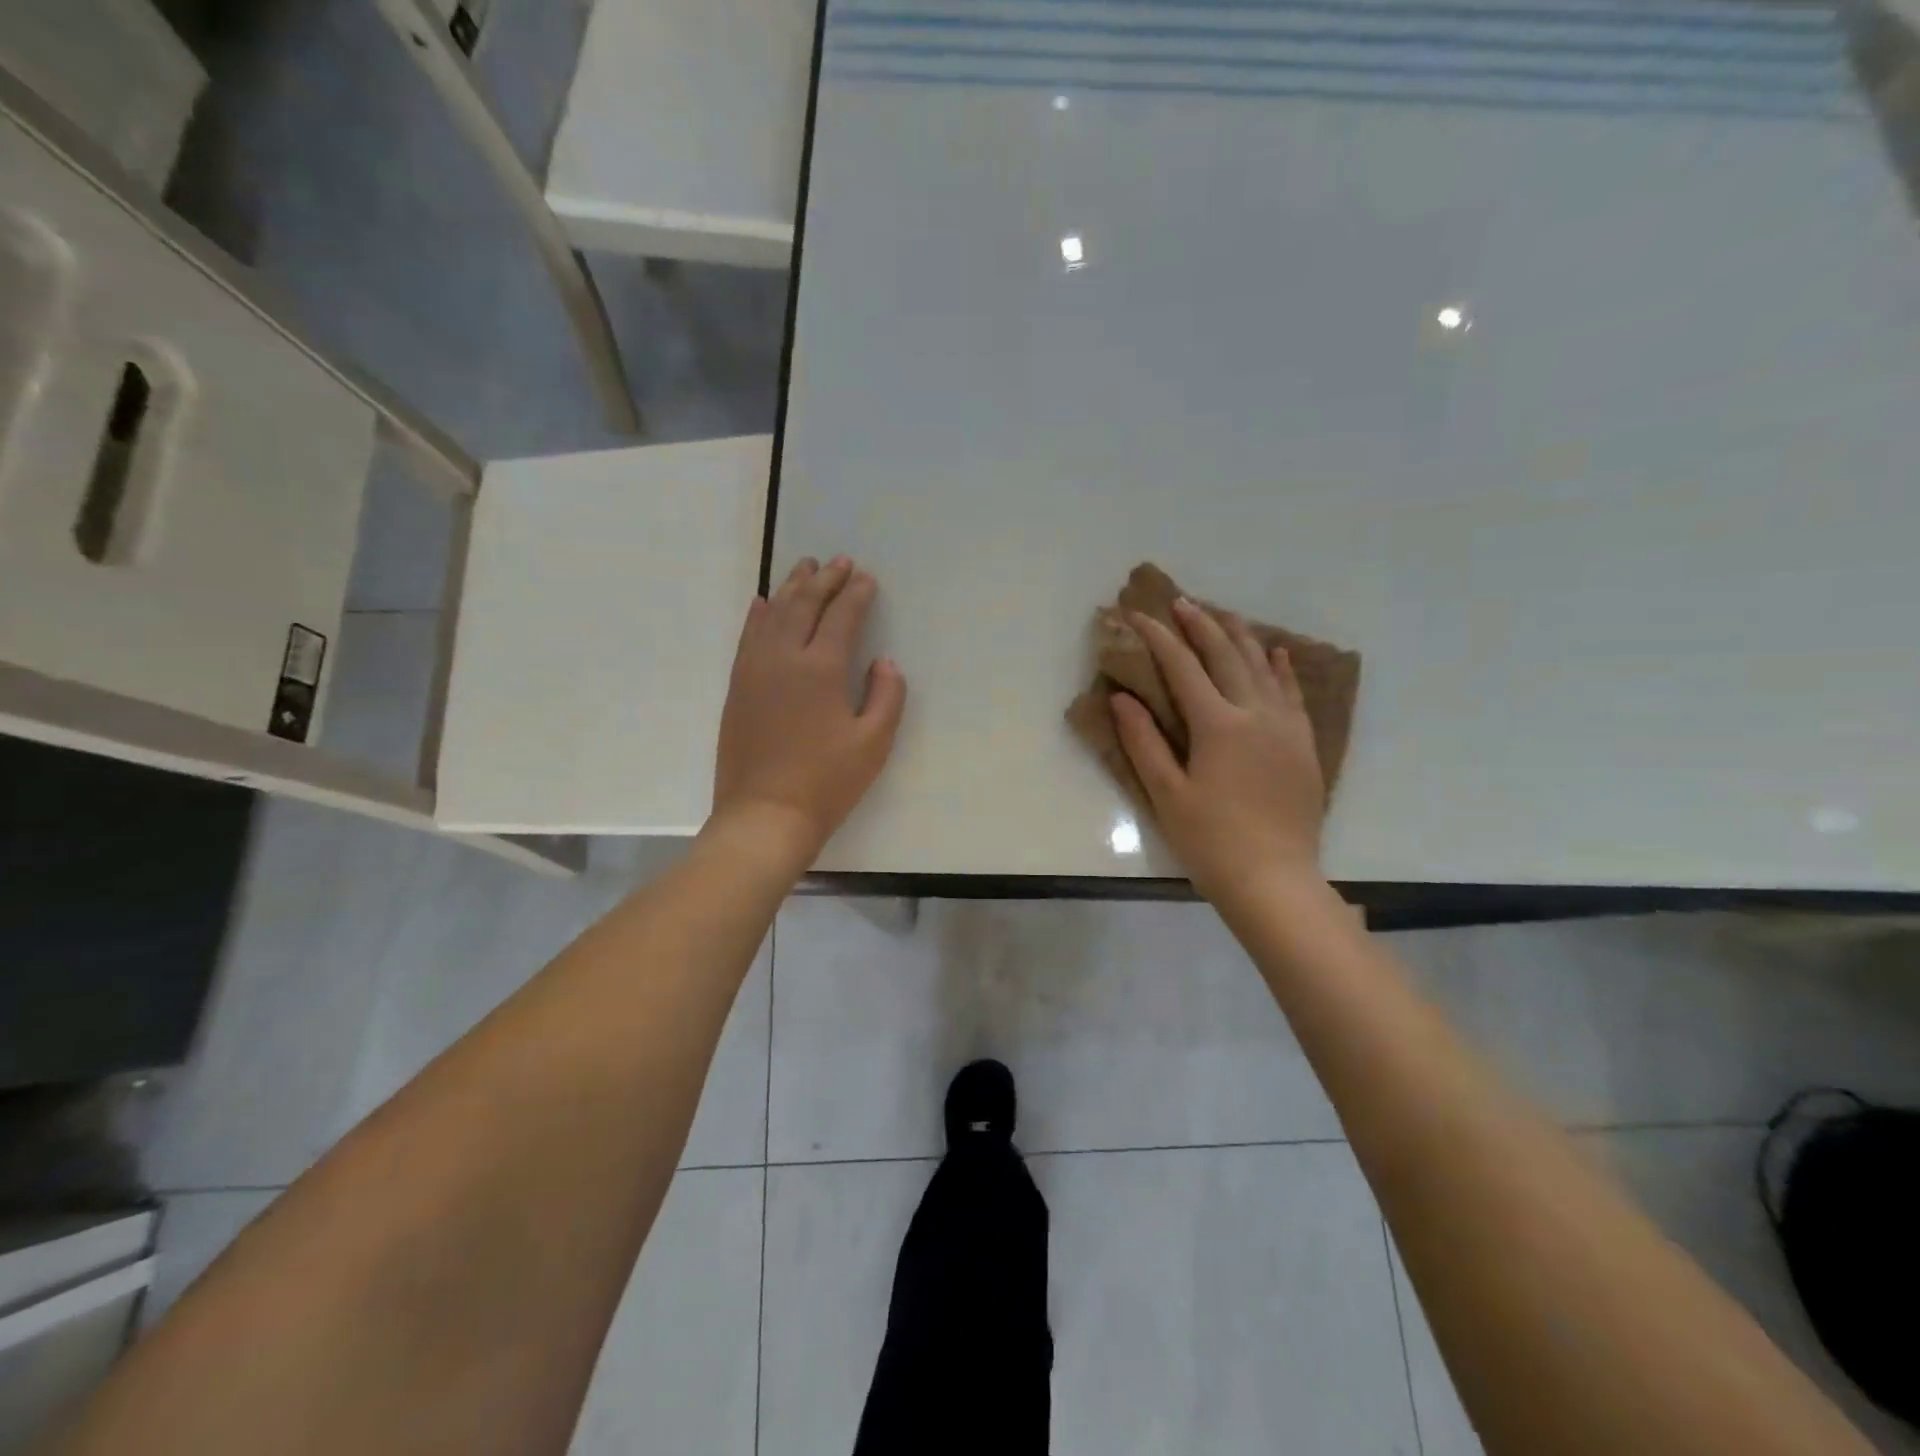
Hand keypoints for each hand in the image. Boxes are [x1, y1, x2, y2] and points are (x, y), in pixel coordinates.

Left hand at [711, 556, 906, 867]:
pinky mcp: (737, 688)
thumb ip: (887, 696)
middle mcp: (783, 658)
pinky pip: (747, 637)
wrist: (764, 816)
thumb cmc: (827, 782)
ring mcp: (754, 671)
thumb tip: (884, 662)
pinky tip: (762, 603)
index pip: (841, 617)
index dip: (856, 594)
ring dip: (790, 587)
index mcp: (821, 669)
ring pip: (771, 614)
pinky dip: (758, 615)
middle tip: (839, 562)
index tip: (866, 578)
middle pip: (803, 605)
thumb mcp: (874, 744)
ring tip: (805, 568)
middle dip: (824, 580)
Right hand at [1110, 598, 1325, 901]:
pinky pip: (1294, 694)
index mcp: (1218, 725)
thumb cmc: (1211, 842)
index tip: (1138, 615)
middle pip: (1226, 656)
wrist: (1275, 880)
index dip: (1158, 638)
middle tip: (1180, 602)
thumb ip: (1144, 742)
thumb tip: (1123, 697)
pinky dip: (1281, 668)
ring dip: (1240, 637)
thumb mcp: (1167, 794)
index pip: (1183, 668)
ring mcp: (1286, 728)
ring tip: (1222, 614)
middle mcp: (1256, 714)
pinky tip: (1276, 652)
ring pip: (1263, 667)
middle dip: (1200, 626)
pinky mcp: (1304, 745)